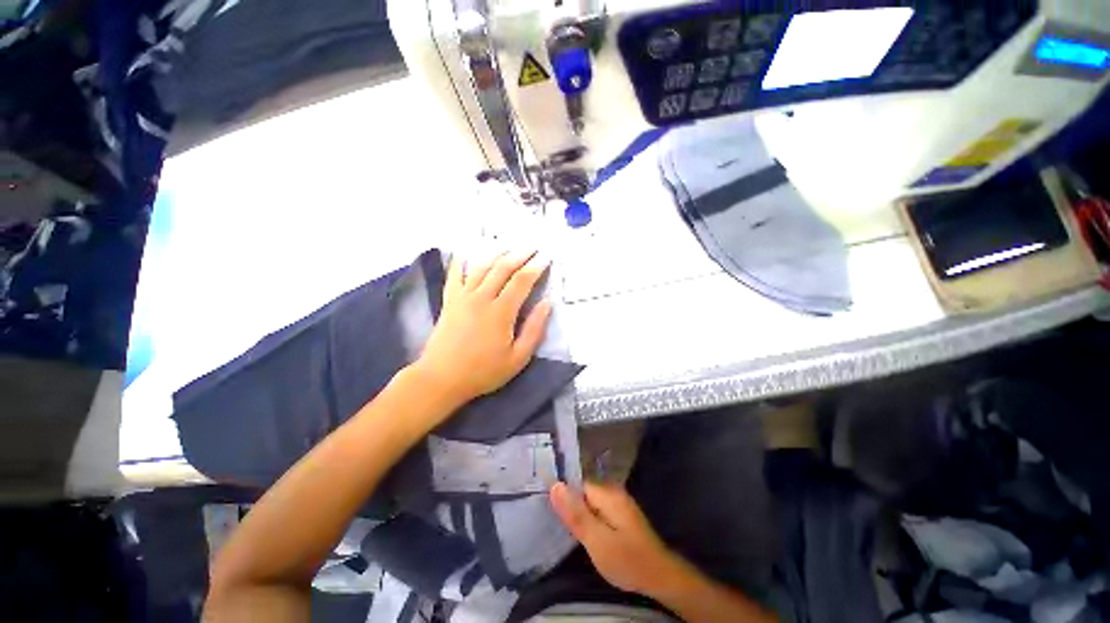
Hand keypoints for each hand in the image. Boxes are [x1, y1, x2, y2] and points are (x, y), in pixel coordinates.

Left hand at [413, 251, 550, 410]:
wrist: (441, 378)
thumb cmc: (483, 372)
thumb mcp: (518, 358)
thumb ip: (534, 330)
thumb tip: (546, 303)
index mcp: (501, 312)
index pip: (522, 281)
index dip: (536, 267)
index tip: (546, 257)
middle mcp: (482, 297)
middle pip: (503, 268)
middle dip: (520, 254)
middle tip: (533, 246)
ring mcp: (462, 296)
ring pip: (481, 266)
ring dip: (497, 253)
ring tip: (509, 245)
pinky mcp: (449, 300)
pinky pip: (455, 274)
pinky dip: (461, 261)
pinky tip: (467, 252)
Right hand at [550, 482, 683, 597]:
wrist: (661, 577)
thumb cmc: (627, 560)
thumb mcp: (597, 540)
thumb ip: (576, 514)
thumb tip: (555, 485)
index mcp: (607, 493)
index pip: (577, 484)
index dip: (563, 496)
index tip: (548, 510)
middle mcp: (614, 492)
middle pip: (584, 492)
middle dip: (572, 507)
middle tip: (558, 525)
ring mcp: (619, 503)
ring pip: (591, 503)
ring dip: (581, 515)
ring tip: (567, 531)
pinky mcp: (622, 515)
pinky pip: (599, 511)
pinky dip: (591, 520)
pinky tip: (585, 534)